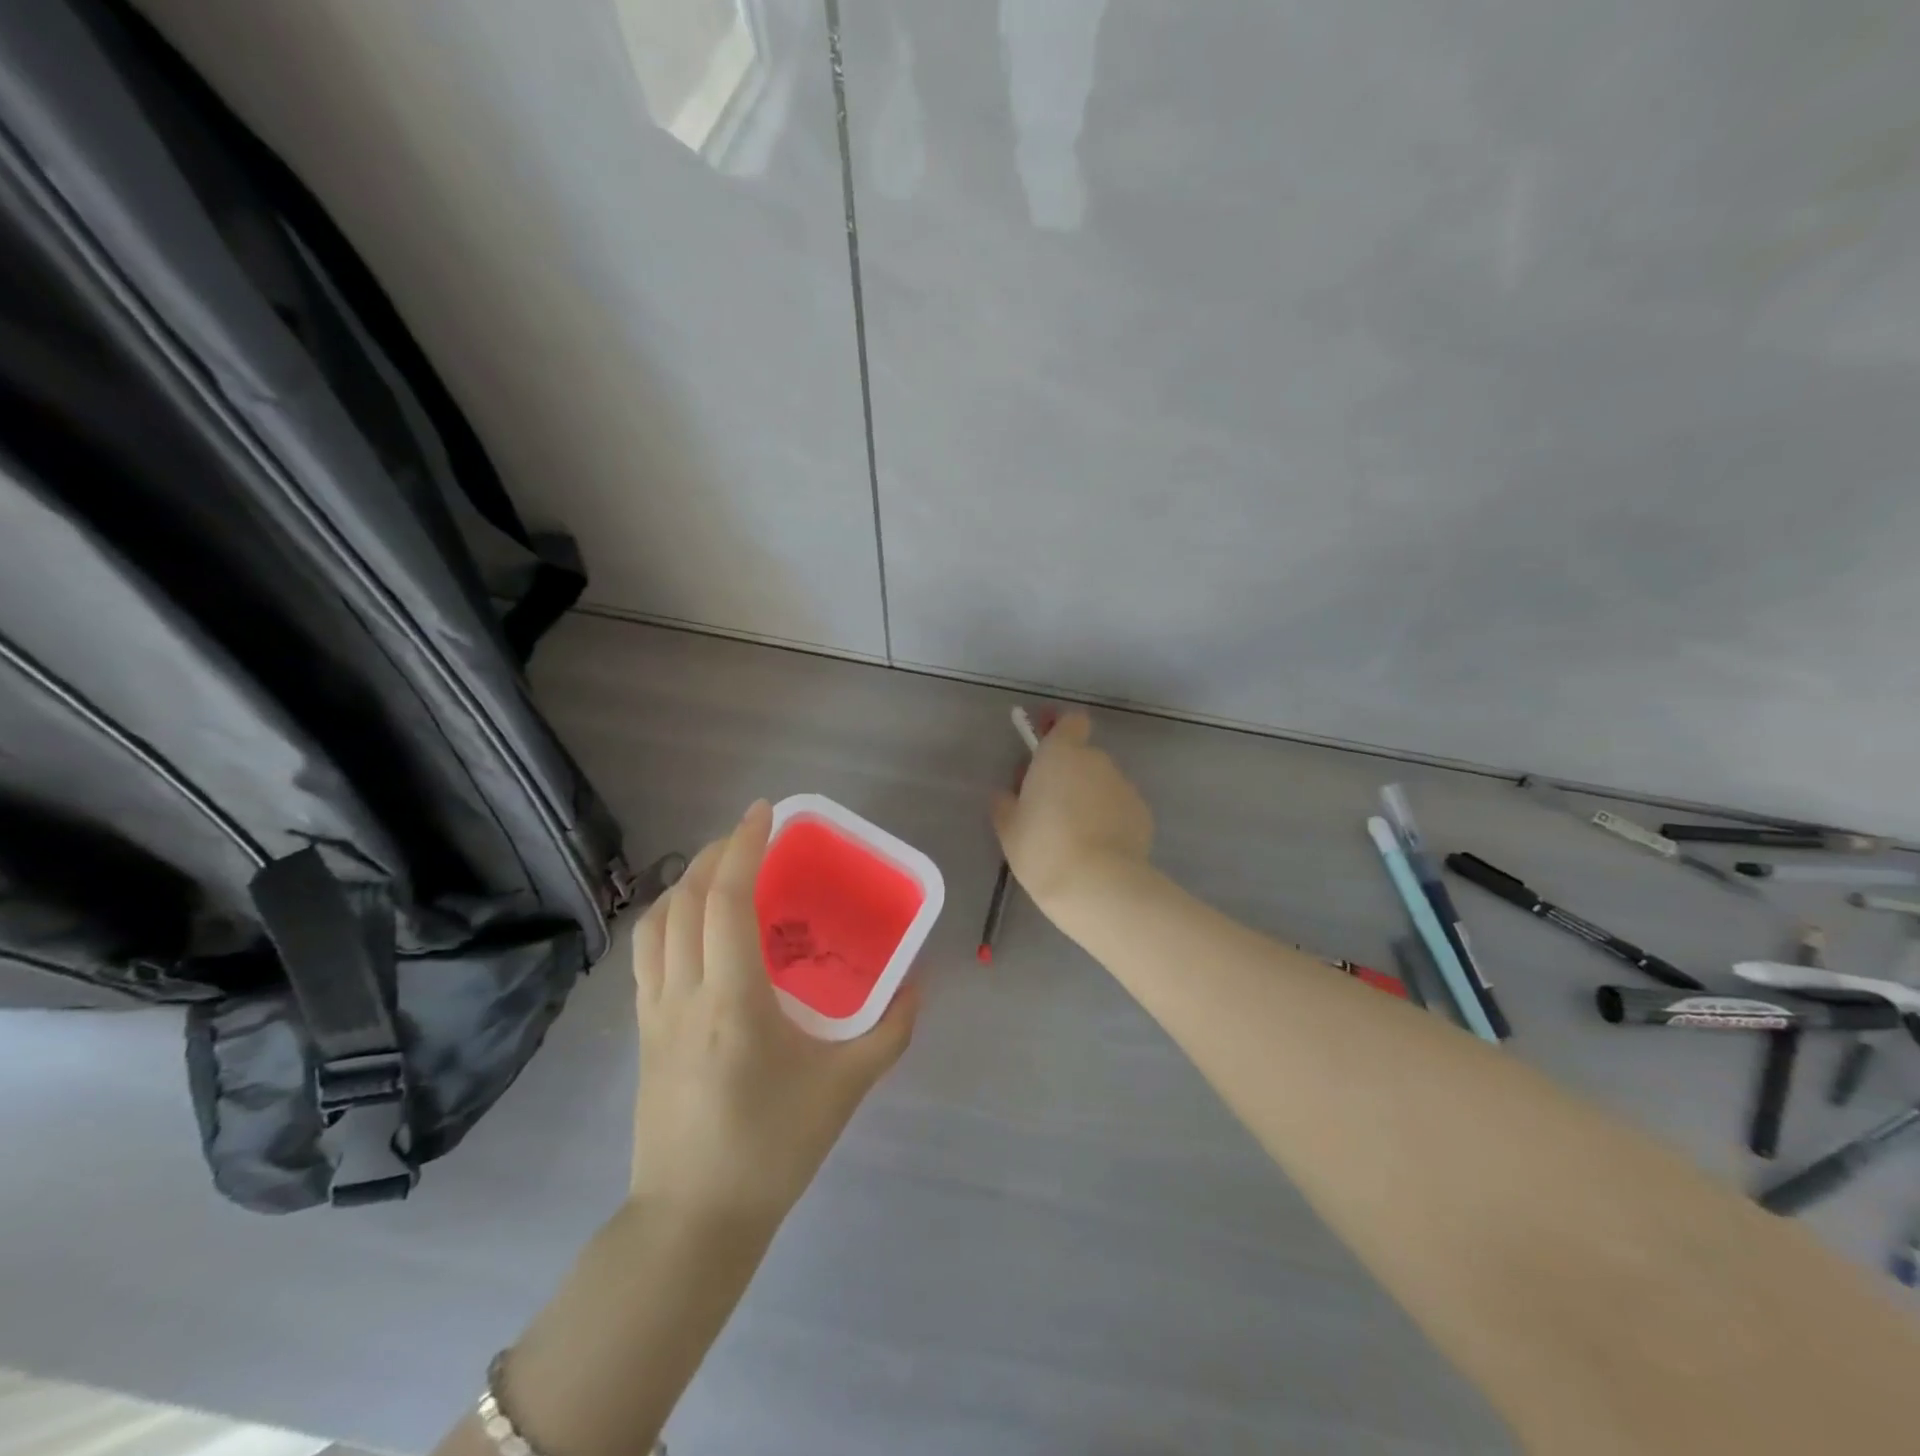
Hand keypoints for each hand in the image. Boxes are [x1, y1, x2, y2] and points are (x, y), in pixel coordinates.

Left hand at [630, 801, 916, 1225]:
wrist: (692, 1222)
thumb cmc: (772, 1149)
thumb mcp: (845, 1088)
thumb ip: (890, 1032)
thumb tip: (917, 984)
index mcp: (733, 1000)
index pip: (726, 901)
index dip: (742, 847)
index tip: (763, 812)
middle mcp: (684, 994)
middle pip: (684, 899)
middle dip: (714, 854)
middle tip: (750, 837)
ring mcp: (654, 1013)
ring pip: (656, 923)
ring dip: (684, 882)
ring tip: (719, 871)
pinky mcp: (642, 1033)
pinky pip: (647, 954)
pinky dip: (668, 918)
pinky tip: (694, 927)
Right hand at [992, 710, 1153, 911]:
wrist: (1096, 884)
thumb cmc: (1042, 848)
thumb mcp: (1008, 828)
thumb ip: (1006, 803)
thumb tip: (1008, 795)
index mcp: (1061, 753)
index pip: (1070, 721)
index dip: (1059, 731)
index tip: (1044, 751)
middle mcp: (1096, 761)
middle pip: (1083, 756)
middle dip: (1069, 774)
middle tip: (1050, 806)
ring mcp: (1124, 786)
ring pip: (1102, 783)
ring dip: (1090, 798)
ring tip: (1075, 835)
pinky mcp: (1143, 814)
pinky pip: (1119, 808)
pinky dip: (1109, 820)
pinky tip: (1097, 849)